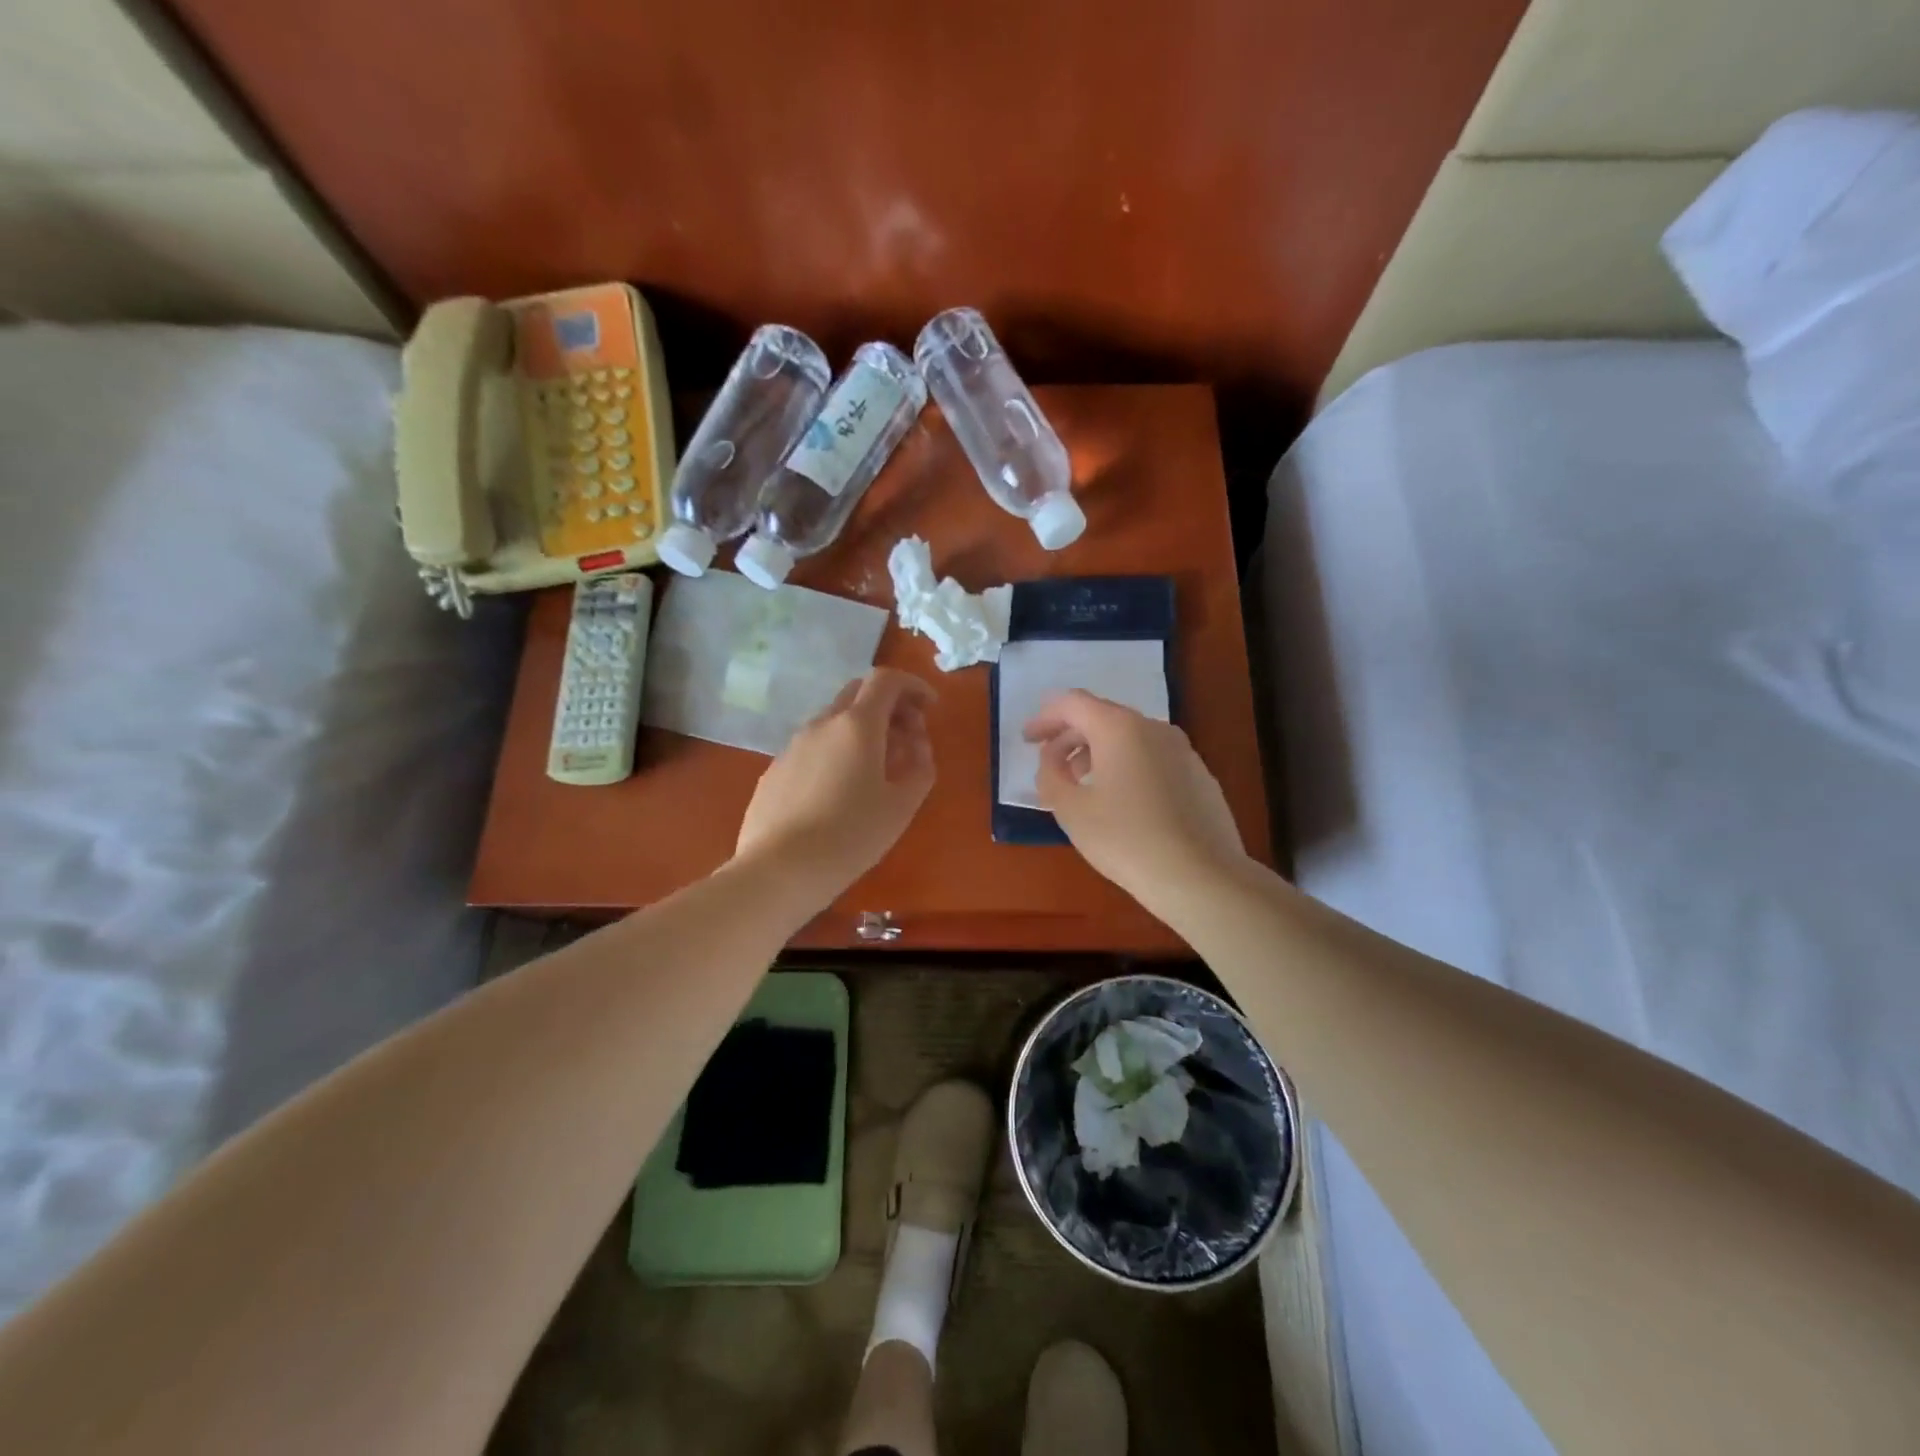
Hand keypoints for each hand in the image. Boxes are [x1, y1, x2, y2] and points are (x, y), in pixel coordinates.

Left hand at [734, 668, 936, 901]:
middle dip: (888, 705)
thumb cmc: (851, 836)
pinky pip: (813, 747)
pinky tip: (840, 790)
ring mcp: (793, 745)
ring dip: (861, 730)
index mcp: (857, 725)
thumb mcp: (901, 805)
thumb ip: (919, 766)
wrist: (779, 870)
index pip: (886, 679)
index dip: (912, 685)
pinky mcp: (775, 770)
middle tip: (907, 736)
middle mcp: (822, 724)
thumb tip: (917, 745)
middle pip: (858, 693)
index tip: (930, 707)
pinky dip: (836, 751)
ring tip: (876, 767)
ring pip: (833, 720)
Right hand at [1024, 690, 1248, 918]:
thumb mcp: (1071, 810)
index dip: (1045, 718)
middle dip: (1070, 737)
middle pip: (1102, 717)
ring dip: (1098, 753)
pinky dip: (1126, 767)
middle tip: (1050, 765)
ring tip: (1081, 786)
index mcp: (1119, 728)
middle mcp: (1153, 728)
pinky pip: (1152, 758)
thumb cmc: (1126, 840)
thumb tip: (1052, 761)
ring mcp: (1182, 750)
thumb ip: (1050, 776)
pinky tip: (1122, 802)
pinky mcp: (1199, 775)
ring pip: (1129, 738)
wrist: (1201, 877)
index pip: (1073, 704)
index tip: (1027, 740)